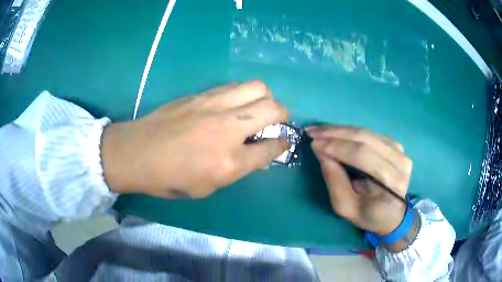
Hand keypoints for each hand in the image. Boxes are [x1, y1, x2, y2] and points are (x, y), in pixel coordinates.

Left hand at [101, 81, 288, 198]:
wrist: (137, 153)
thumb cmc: (169, 179)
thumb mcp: (207, 187)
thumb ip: (237, 169)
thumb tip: (257, 153)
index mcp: (229, 161)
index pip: (271, 147)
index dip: (283, 144)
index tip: (284, 141)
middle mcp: (228, 128)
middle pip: (272, 108)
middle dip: (283, 114)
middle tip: (277, 121)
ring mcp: (213, 105)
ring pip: (257, 87)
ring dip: (265, 98)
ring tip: (258, 108)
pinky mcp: (201, 94)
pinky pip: (234, 86)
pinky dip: (243, 94)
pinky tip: (234, 104)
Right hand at [307, 125, 412, 236]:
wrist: (392, 214)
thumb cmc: (368, 215)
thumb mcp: (345, 207)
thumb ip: (334, 180)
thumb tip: (321, 152)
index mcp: (391, 182)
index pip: (362, 155)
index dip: (337, 147)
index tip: (313, 143)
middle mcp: (400, 162)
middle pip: (365, 139)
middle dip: (335, 133)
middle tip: (312, 131)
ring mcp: (400, 151)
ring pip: (367, 133)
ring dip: (341, 130)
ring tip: (320, 130)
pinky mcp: (397, 146)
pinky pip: (371, 134)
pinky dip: (351, 132)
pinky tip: (336, 132)